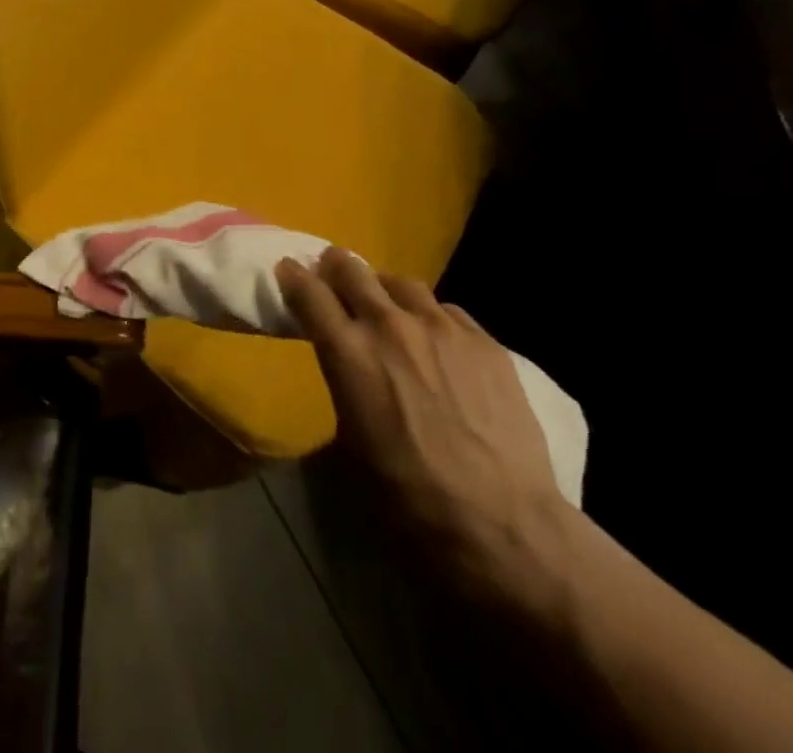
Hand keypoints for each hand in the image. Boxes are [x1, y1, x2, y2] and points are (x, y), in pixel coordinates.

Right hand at [276, 247, 572, 591]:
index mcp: (347, 351)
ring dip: (385, 290)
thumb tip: (345, 367)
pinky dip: (431, 316)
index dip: (293, 277)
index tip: (289, 271)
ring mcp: (442, 328)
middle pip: (351, 269)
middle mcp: (389, 325)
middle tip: (333, 276)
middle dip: (336, 268)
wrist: (503, 525)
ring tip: (389, 308)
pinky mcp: (484, 342)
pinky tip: (438, 341)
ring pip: (401, 282)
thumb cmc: (408, 496)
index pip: (308, 290)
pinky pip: (447, 310)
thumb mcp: (350, 439)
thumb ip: (343, 382)